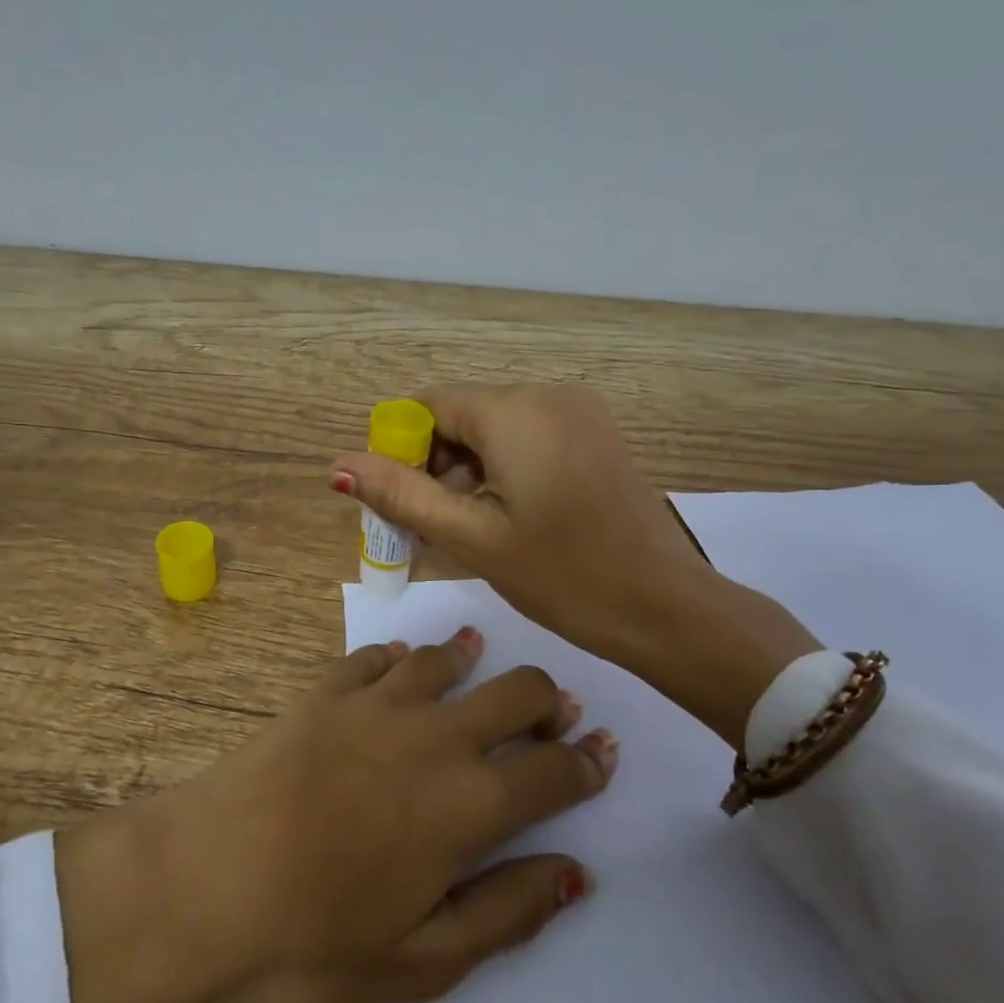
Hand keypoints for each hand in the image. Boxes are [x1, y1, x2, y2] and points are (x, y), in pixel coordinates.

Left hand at [55, 630, 616, 1002]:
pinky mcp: (325, 691)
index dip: (588, 763)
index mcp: (470, 805)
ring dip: (476, 662)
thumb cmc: (313, 939)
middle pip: (518, 692)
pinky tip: (400, 667)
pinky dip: (400, 658)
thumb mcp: (423, 961)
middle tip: (548, 718)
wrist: (202, 882)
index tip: (601, 756)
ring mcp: (377, 703)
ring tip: (481, 665)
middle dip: (548, 702)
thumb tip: (575, 872)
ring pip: (448, 659)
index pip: (554, 770)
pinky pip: (376, 657)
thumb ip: (508, 911)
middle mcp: (436, 736)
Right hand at [330, 383, 820, 744]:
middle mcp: (548, 394)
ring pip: (493, 430)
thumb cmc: (564, 576)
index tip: (404, 505)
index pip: (429, 405)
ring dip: (467, 474)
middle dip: (435, 466)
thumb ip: (402, 496)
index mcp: (516, 411)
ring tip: (469, 533)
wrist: (665, 608)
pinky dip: (502, 472)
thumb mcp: (472, 538)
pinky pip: (527, 439)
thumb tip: (338, 465)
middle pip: (462, 416)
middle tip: (432, 530)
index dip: (401, 450)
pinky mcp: (595, 436)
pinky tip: (506, 520)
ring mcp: (579, 413)